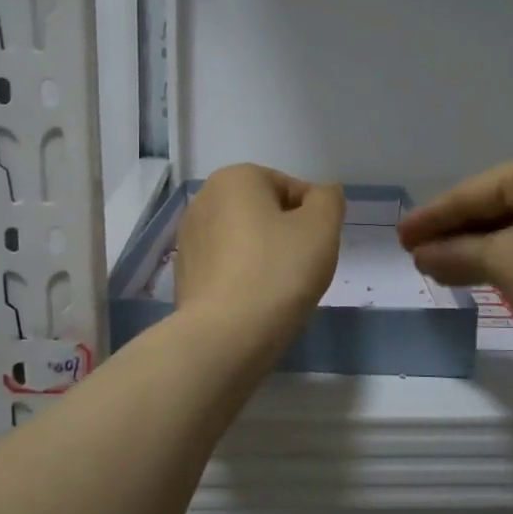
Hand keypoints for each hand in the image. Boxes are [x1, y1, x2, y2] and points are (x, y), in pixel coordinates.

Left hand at [175, 165, 343, 337]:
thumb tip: (322, 195)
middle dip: (286, 236)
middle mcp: (203, 200)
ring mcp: (189, 239)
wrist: (226, 335)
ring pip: (244, 241)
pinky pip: (226, 268)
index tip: (316, 249)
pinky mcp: (184, 274)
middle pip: (264, 213)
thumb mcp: (322, 227)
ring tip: (277, 290)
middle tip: (300, 269)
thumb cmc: (278, 271)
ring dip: (264, 258)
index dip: (313, 218)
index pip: (290, 188)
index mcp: (234, 178)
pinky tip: (253, 303)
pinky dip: (243, 278)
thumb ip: (329, 200)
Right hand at [397, 141, 512, 370]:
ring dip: (474, 248)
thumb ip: (454, 253)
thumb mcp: (502, 261)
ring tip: (433, 265)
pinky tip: (474, 271)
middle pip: (493, 205)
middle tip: (413, 252)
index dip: (432, 217)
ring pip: (512, 226)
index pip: (475, 191)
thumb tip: (420, 255)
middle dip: (453, 233)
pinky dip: (502, 257)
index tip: (399, 236)